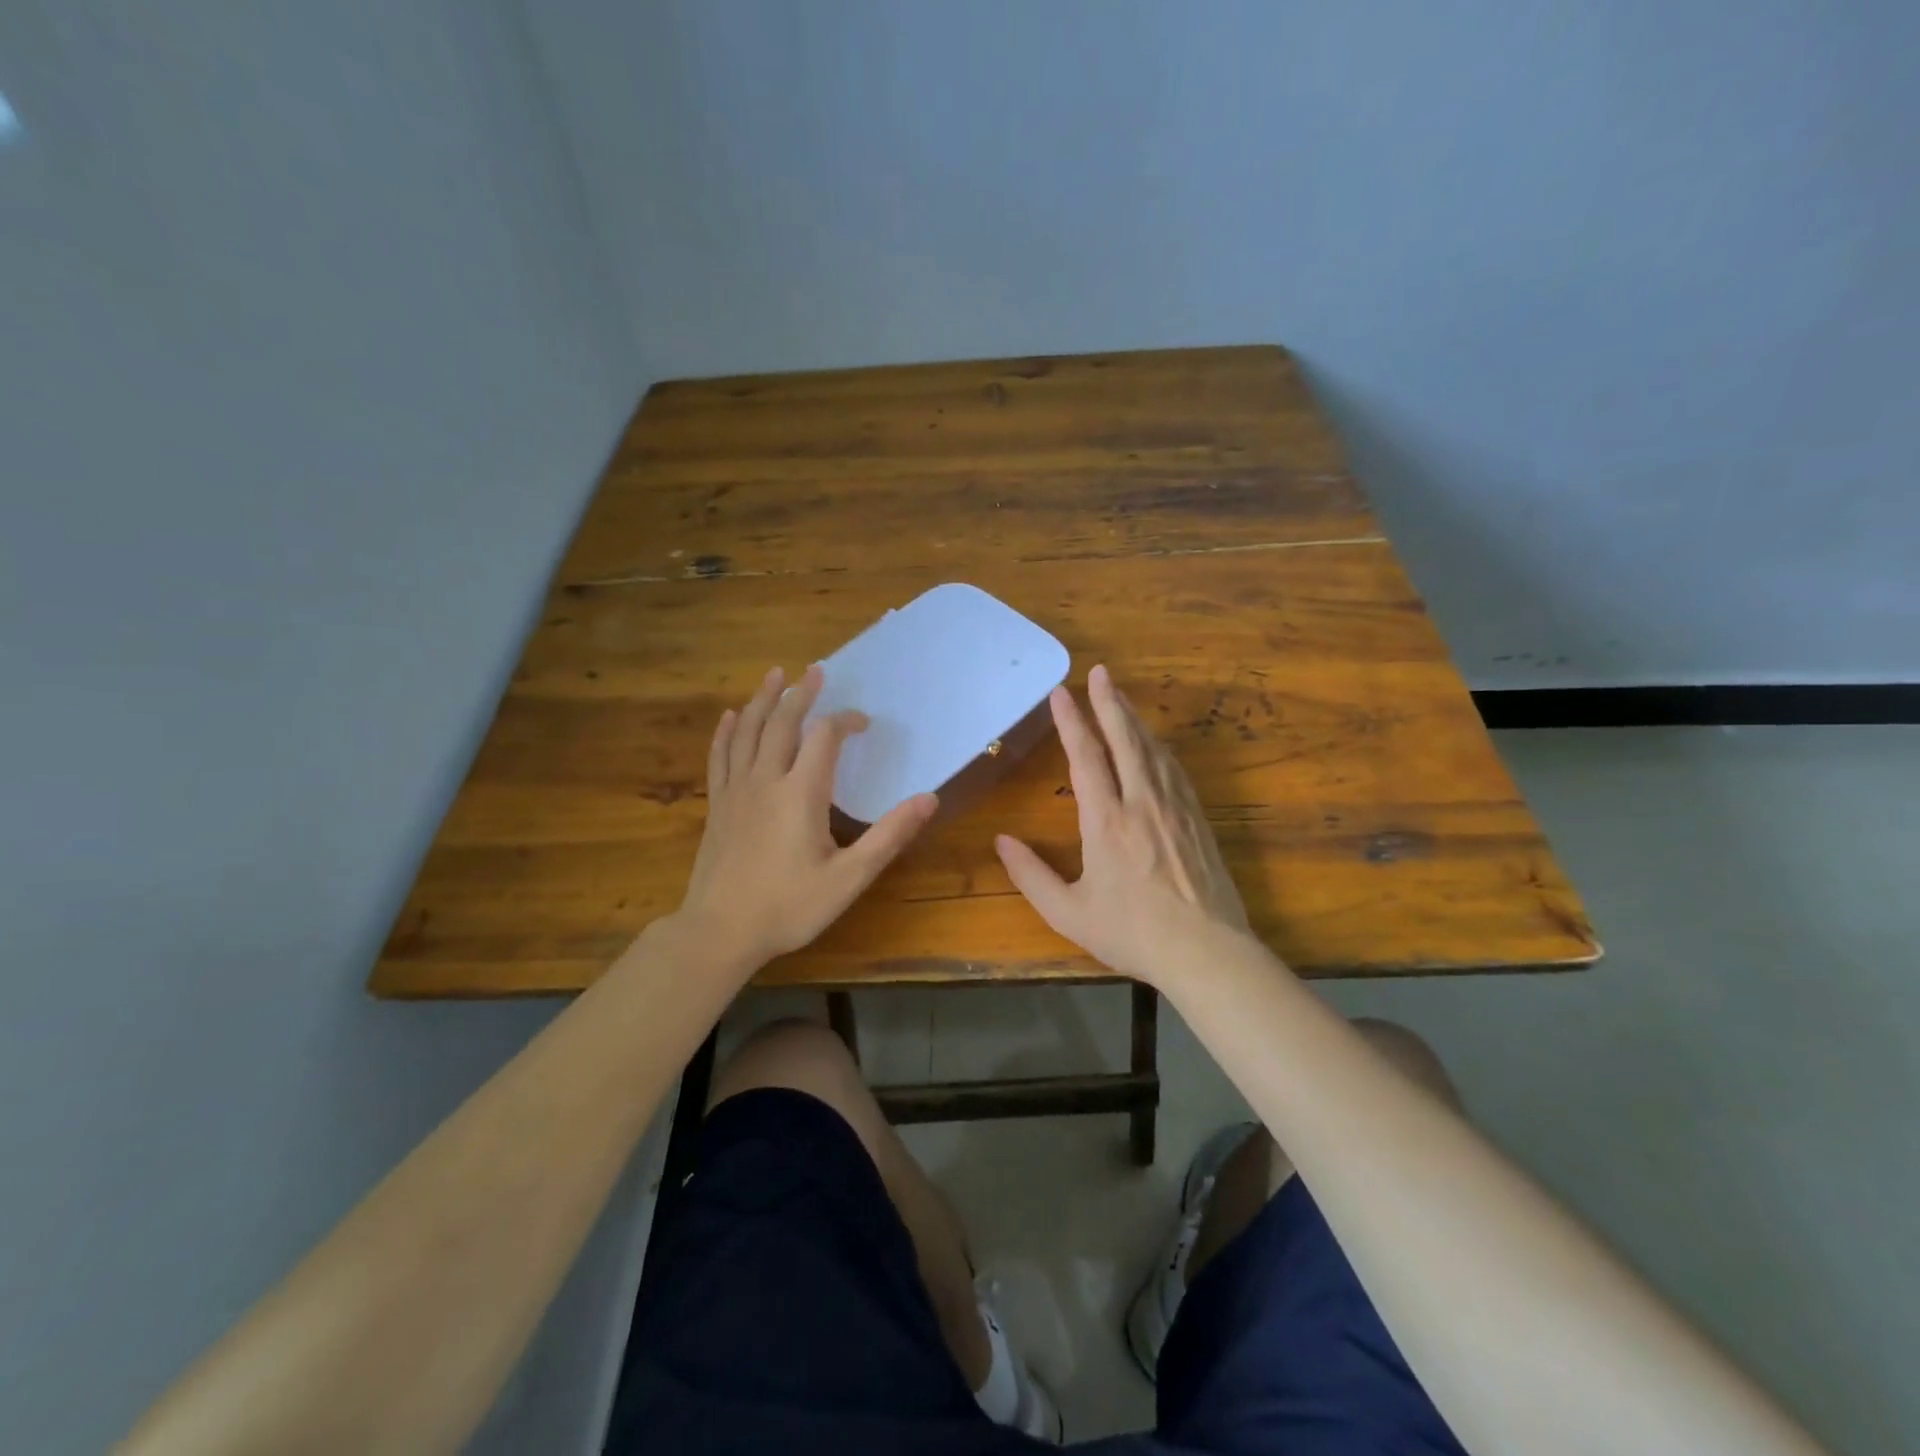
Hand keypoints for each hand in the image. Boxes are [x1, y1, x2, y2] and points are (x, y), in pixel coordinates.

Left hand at [675, 664, 937, 973]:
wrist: (719, 932)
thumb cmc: (789, 906)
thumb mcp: (849, 877)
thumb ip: (889, 836)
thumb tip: (929, 798)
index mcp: (801, 792)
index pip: (824, 737)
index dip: (845, 721)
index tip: (863, 723)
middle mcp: (766, 780)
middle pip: (782, 722)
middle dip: (801, 694)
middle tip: (815, 671)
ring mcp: (736, 791)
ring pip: (748, 731)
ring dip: (763, 700)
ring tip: (774, 674)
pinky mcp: (718, 805)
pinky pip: (720, 757)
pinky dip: (727, 732)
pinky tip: (731, 717)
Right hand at [995, 664, 1252, 983]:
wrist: (1207, 952)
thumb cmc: (1132, 933)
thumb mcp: (1069, 913)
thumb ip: (1030, 875)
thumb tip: (1001, 841)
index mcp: (1107, 821)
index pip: (1086, 757)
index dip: (1072, 722)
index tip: (1061, 693)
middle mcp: (1142, 802)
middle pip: (1125, 739)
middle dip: (1109, 702)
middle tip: (1100, 672)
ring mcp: (1174, 807)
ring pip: (1152, 749)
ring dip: (1134, 718)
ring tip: (1120, 696)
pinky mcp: (1197, 818)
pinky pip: (1174, 769)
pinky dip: (1158, 746)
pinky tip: (1154, 742)